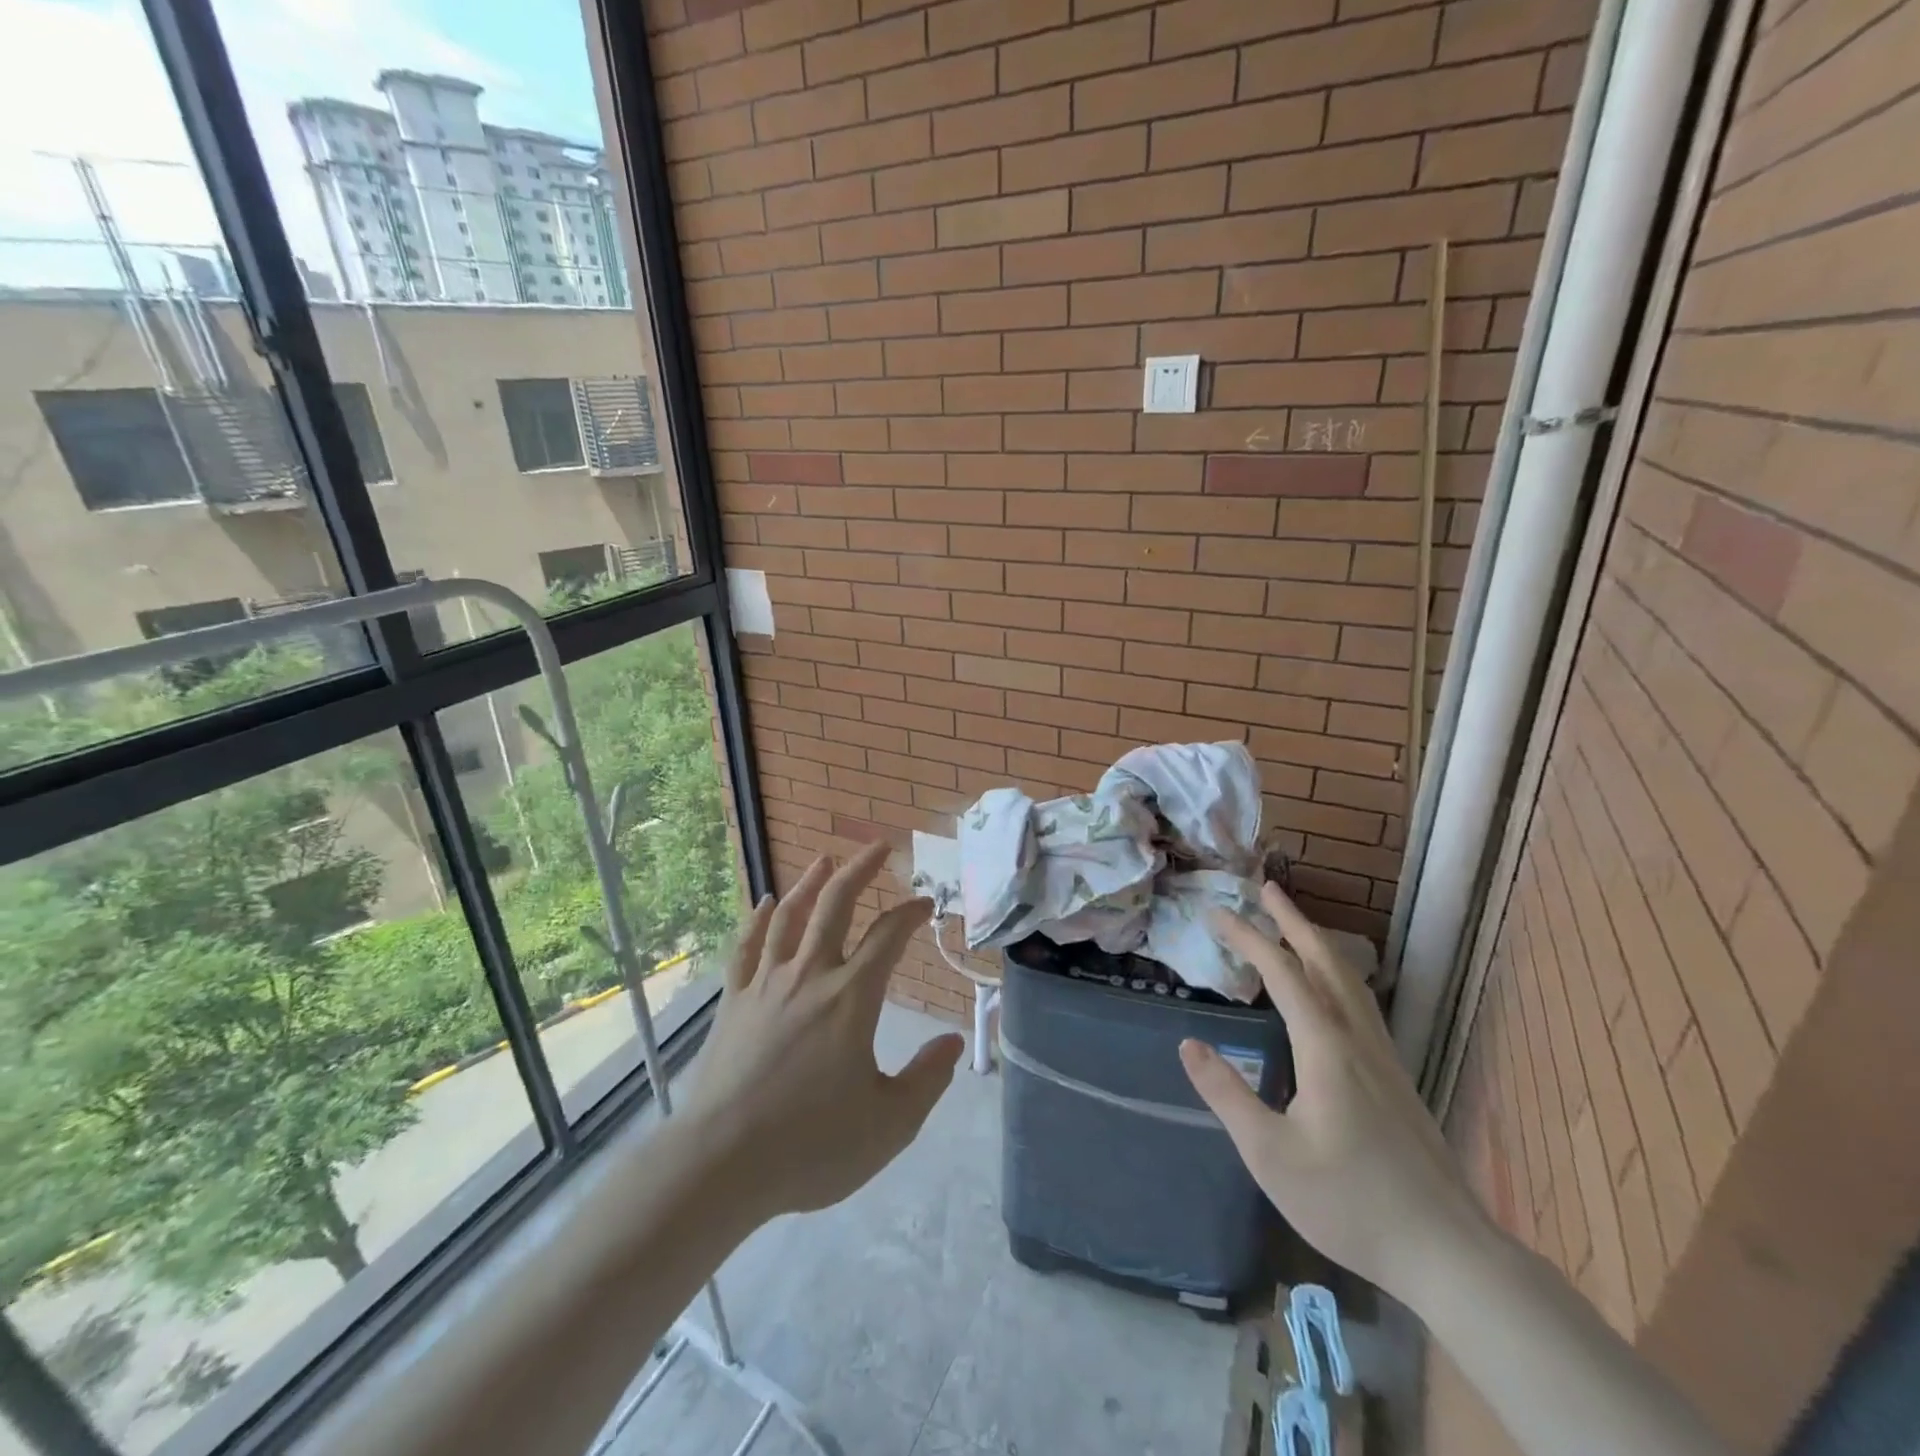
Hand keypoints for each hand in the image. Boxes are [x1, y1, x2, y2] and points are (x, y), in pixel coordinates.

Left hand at [684, 842, 964, 1223]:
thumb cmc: (811, 1145)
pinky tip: (765, 903)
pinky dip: (758, 919)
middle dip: (860, 871)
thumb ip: (927, 1079)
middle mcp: (810, 976)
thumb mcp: (889, 1125)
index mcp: (852, 998)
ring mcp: (766, 984)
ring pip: (790, 917)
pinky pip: (746, 947)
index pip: (888, 937)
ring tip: (825, 861)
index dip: (911, 914)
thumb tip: (954, 1043)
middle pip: (836, 906)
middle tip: (878, 847)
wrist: (722, 1163)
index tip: (925, 903)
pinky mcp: (734, 1001)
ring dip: (810, 883)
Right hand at [1178, 881, 1490, 1300]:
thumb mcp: (1270, 1155)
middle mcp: (1357, 1039)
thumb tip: (1189, 1043)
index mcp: (1326, 1047)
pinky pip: (1360, 1003)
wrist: (1449, 1253)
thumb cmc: (1351, 1203)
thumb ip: (1226, 1094)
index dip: (1248, 937)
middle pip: (1325, 961)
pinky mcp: (1396, 1078)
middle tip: (1264, 889)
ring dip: (1316, 943)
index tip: (1217, 912)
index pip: (1282, 973)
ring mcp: (1383, 1057)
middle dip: (1291, 921)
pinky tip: (1328, 992)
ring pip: (1349, 980)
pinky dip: (1334, 974)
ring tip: (1291, 925)